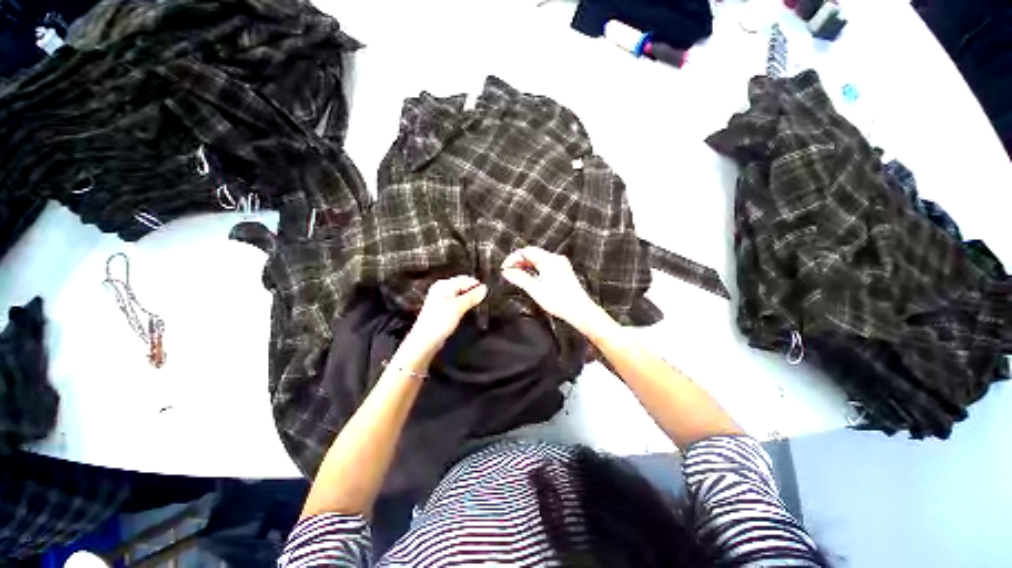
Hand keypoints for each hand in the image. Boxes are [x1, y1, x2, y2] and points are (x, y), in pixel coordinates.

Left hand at [408, 275, 487, 351]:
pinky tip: (469, 309)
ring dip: (470, 298)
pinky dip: (464, 304)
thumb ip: (472, 296)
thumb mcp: (458, 307)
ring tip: (480, 304)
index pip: (466, 280)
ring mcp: (441, 298)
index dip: (478, 286)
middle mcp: (442, 288)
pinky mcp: (443, 308)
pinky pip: (457, 301)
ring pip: (461, 294)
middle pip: (463, 285)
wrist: (425, 340)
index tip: (489, 293)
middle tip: (486, 298)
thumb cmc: (439, 322)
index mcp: (444, 284)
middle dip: (474, 291)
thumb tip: (484, 288)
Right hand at [501, 247, 602, 330]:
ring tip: (517, 276)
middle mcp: (555, 259)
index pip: (526, 251)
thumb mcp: (535, 289)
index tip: (504, 268)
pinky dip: (535, 269)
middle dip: (519, 261)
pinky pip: (545, 265)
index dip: (513, 258)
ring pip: (539, 259)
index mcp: (549, 260)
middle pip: (533, 254)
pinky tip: (530, 278)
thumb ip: (519, 278)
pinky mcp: (563, 271)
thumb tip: (506, 272)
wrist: (579, 310)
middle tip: (509, 272)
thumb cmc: (559, 301)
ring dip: (526, 265)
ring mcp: (560, 264)